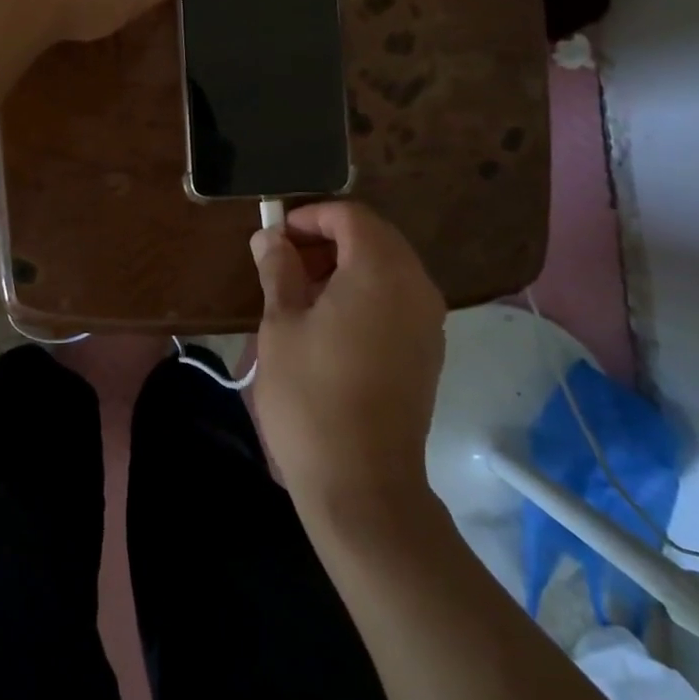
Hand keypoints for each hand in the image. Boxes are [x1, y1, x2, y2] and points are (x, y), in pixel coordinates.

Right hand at [251, 201, 446, 517]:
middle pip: (373, 237)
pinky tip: (330, 323)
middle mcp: (416, 285)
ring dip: (345, 266)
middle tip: (283, 263)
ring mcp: (428, 319)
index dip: (310, 216)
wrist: (362, 483)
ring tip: (300, 293)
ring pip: (387, 267)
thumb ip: (278, 270)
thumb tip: (270, 237)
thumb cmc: (312, 396)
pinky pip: (397, 298)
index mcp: (381, 270)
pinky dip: (364, 292)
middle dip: (327, 239)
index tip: (275, 237)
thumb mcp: (281, 326)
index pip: (350, 216)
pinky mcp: (428, 349)